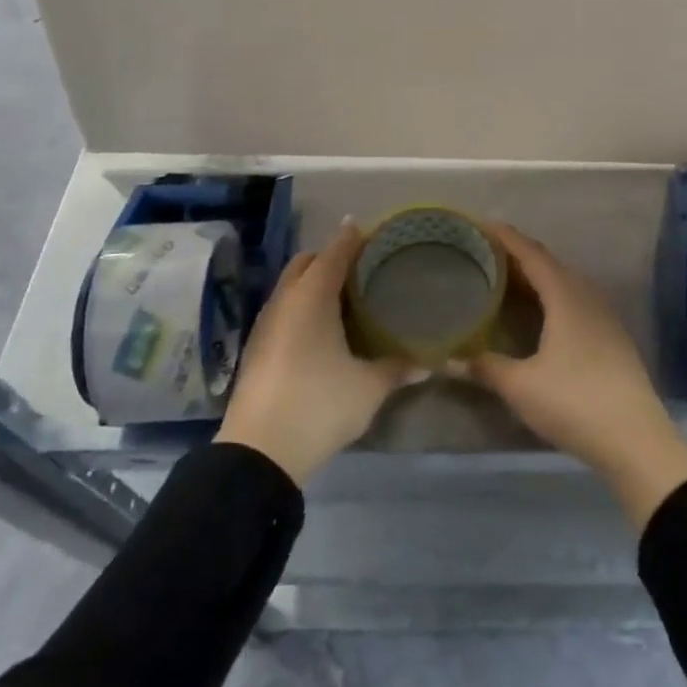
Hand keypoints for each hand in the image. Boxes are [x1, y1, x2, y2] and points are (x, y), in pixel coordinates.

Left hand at [215, 221, 425, 485]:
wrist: (259, 452)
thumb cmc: (319, 404)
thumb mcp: (368, 387)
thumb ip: (398, 368)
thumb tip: (429, 362)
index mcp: (312, 296)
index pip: (336, 251)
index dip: (355, 238)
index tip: (377, 234)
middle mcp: (285, 300)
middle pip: (307, 262)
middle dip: (332, 257)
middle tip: (364, 268)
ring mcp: (266, 324)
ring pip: (291, 286)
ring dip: (314, 283)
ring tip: (346, 298)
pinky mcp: (256, 348)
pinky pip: (283, 310)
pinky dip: (302, 306)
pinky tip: (321, 331)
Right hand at [468, 224, 686, 528]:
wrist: (636, 439)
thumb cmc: (575, 403)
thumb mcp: (521, 386)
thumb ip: (484, 367)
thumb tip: (446, 359)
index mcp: (565, 296)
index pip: (531, 253)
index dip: (505, 237)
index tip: (479, 225)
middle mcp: (587, 296)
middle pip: (548, 264)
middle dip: (516, 256)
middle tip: (483, 254)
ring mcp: (604, 316)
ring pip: (563, 283)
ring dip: (535, 278)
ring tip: (505, 281)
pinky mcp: (611, 337)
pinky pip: (574, 301)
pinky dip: (550, 297)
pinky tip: (538, 315)